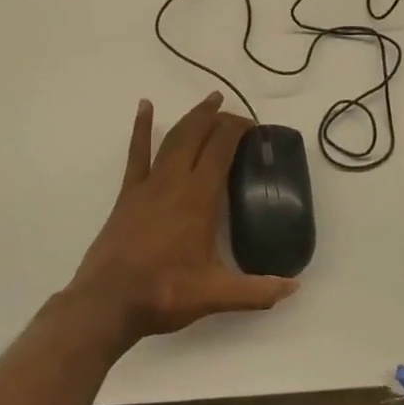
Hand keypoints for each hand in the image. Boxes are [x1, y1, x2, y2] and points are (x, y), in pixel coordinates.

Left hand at [67, 94, 298, 347]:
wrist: (108, 302)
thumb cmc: (165, 293)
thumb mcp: (216, 295)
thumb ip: (258, 291)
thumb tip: (295, 287)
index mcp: (198, 198)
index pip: (221, 149)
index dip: (237, 130)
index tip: (253, 126)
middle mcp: (174, 182)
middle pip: (197, 136)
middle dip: (217, 117)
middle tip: (234, 110)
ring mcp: (148, 185)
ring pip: (173, 139)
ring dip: (191, 118)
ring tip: (208, 101)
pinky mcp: (128, 194)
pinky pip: (137, 153)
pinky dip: (141, 128)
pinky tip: (145, 107)